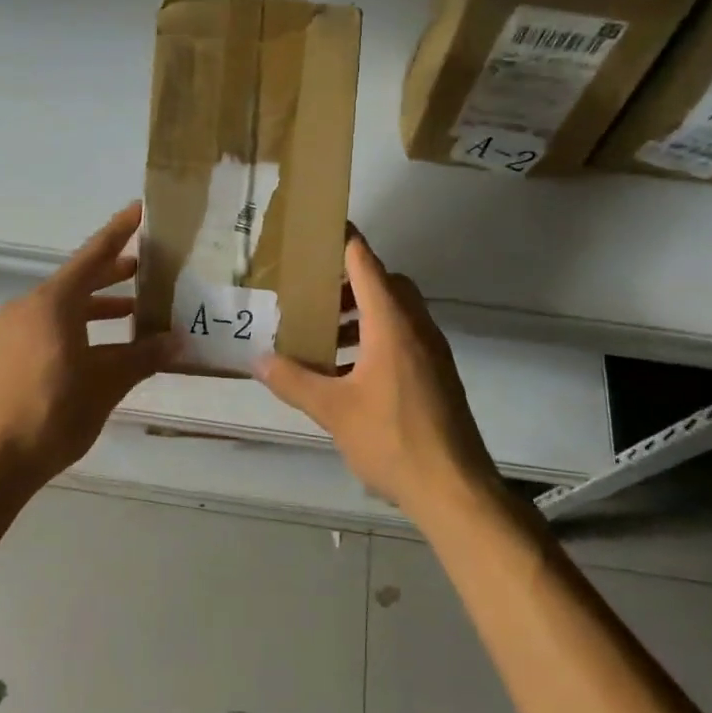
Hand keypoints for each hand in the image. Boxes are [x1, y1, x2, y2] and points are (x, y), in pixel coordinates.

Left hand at [0, 203, 182, 490]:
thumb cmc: (50, 414)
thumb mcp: (104, 385)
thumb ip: (141, 358)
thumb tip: (177, 341)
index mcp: (52, 303)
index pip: (93, 256)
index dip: (118, 232)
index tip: (140, 210)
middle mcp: (30, 308)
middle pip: (79, 280)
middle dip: (114, 273)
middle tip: (151, 267)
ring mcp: (15, 332)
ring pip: (66, 307)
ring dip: (100, 306)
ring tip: (137, 310)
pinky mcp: (9, 355)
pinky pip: (52, 327)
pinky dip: (82, 328)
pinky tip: (106, 348)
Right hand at [257, 231, 500, 520]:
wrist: (454, 487)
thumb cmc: (391, 438)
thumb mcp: (332, 410)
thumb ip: (293, 381)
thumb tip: (258, 359)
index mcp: (391, 324)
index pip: (366, 263)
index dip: (344, 240)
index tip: (321, 224)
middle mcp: (416, 327)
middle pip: (385, 283)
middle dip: (349, 280)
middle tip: (313, 289)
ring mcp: (432, 351)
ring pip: (396, 311)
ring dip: (363, 311)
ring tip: (324, 332)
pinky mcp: (437, 374)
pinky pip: (404, 336)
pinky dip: (376, 336)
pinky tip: (348, 370)